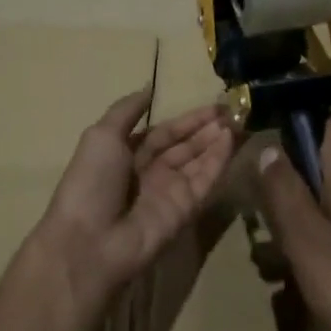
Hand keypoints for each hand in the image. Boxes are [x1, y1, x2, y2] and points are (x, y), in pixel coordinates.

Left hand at [31, 88, 235, 319]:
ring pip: (199, 161)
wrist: (90, 242)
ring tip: (240, 119)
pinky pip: (205, 180)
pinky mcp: (186, 209)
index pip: (165, 132)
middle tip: (235, 110)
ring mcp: (170, 192)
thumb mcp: (102, 136)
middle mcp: (151, 172)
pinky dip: (218, 160)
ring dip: (217, 141)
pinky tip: (230, 140)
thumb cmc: (91, 181)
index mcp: (128, 154)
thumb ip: (127, 110)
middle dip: (208, 128)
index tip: (214, 105)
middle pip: (186, 146)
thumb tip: (148, 88)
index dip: (188, 119)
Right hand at [257, 115, 330, 330]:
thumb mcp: (306, 239)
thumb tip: (269, 149)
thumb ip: (284, 191)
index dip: (298, 126)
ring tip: (287, 235)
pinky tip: (317, 256)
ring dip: (313, 198)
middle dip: (300, 169)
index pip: (330, 116)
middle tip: (272, 204)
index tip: (272, 156)